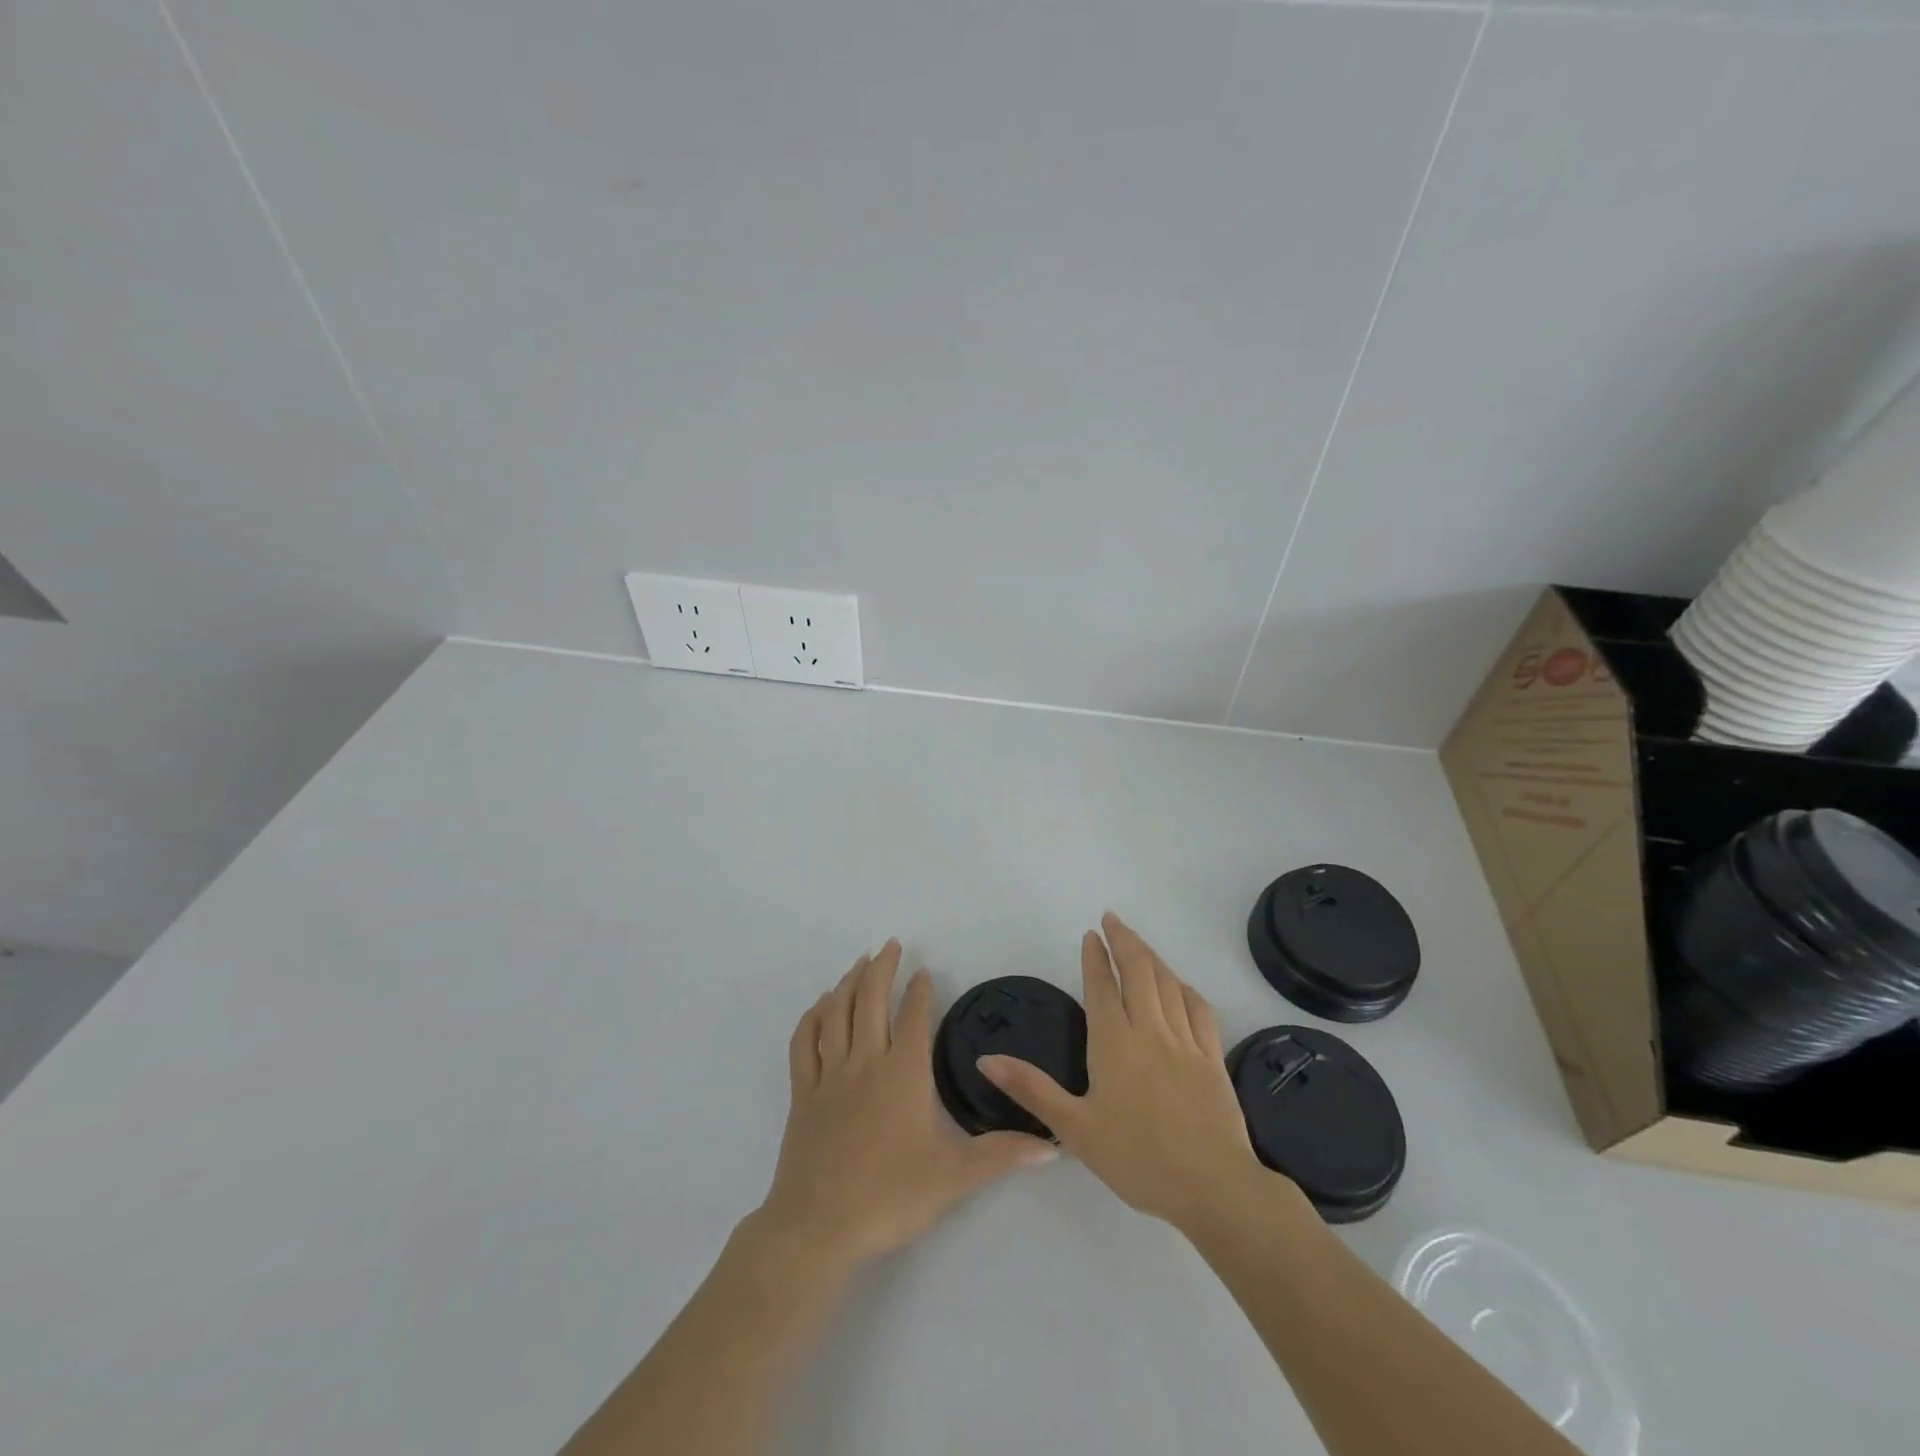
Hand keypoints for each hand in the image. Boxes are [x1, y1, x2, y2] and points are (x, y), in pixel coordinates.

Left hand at [754, 939, 1056, 1271]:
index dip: (920, 990)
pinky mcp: (802, 1094)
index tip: (924, 971)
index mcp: (903, 1073)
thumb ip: (1002, 1156)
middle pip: (872, 1000)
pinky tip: (821, 1006)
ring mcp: (829, 1076)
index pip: (914, 1016)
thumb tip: (1052, 1147)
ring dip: (849, 982)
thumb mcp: (954, 1178)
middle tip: (890, 944)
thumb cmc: (889, 1197)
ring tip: (859, 963)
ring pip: (837, 1013)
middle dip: (882, 968)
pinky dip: (812, 1017)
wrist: (818, 1228)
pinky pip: (804, 1043)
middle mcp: (865, 1062)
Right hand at [979, 914, 1274, 1233]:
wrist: (1213, 1186)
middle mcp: (1150, 1030)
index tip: (1091, 934)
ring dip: (1152, 957)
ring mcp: (1185, 1040)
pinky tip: (1180, 986)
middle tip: (1112, 920)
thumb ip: (1031, 1089)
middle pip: (1138, 971)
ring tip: (1139, 944)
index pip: (1102, 986)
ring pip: (1168, 983)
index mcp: (1114, 1042)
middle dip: (1124, 940)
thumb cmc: (1137, 1159)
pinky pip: (1199, 1008)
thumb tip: (986, 1058)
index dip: (1095, 957)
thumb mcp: (1075, 1129)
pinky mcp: (1212, 1056)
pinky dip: (1185, 988)